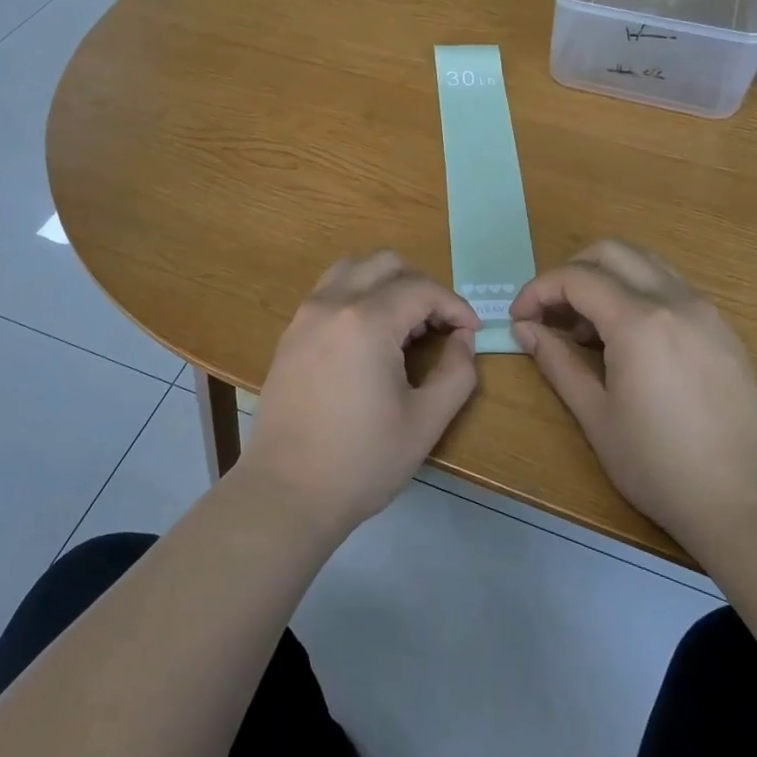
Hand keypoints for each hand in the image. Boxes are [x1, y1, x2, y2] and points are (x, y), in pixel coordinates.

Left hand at [242, 251, 479, 538]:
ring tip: (403, 327)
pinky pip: (329, 293)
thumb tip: (463, 340)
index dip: (455, 306)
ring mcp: (305, 316)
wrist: (286, 492)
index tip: (471, 334)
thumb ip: (457, 372)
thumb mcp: (425, 422)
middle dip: (421, 287)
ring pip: (352, 270)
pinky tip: (369, 341)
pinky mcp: (290, 335)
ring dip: (386, 284)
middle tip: (438, 327)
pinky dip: (358, 297)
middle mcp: (332, 304)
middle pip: (385, 264)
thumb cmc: (361, 461)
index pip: (422, 288)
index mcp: (366, 321)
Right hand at [509, 240, 756, 547]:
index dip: (538, 290)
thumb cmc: (660, 466)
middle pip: (612, 252)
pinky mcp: (723, 329)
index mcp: (640, 321)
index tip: (519, 318)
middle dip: (570, 272)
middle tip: (550, 314)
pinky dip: (637, 293)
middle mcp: (676, 301)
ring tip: (586, 327)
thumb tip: (525, 330)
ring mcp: (706, 312)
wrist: (749, 503)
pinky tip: (627, 340)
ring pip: (645, 263)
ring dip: (606, 278)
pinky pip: (671, 287)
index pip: (576, 277)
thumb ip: (557, 363)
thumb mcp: (596, 416)